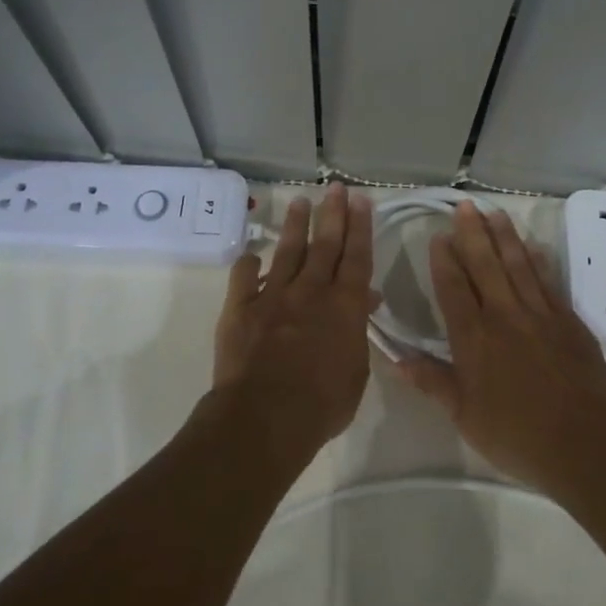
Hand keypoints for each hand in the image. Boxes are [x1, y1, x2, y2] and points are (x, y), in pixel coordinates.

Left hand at [213, 184, 375, 450]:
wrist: (265, 416)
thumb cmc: (322, 404)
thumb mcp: (356, 372)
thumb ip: (358, 332)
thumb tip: (365, 301)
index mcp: (345, 306)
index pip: (357, 258)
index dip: (360, 227)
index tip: (360, 200)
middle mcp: (311, 291)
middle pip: (325, 245)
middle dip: (332, 213)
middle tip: (335, 188)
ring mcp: (272, 296)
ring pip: (287, 252)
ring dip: (296, 226)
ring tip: (300, 201)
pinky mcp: (240, 309)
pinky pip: (243, 277)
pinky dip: (248, 263)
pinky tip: (251, 254)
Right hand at [392, 202, 605, 496]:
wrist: (586, 444)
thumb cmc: (517, 435)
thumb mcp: (464, 415)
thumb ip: (432, 381)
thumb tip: (396, 357)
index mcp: (474, 339)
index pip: (453, 289)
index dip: (444, 261)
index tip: (438, 236)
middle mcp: (505, 316)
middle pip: (486, 266)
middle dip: (473, 234)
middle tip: (464, 206)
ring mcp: (541, 316)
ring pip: (519, 266)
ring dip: (505, 237)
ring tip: (495, 213)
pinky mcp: (570, 322)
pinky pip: (550, 282)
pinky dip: (540, 261)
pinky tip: (534, 247)